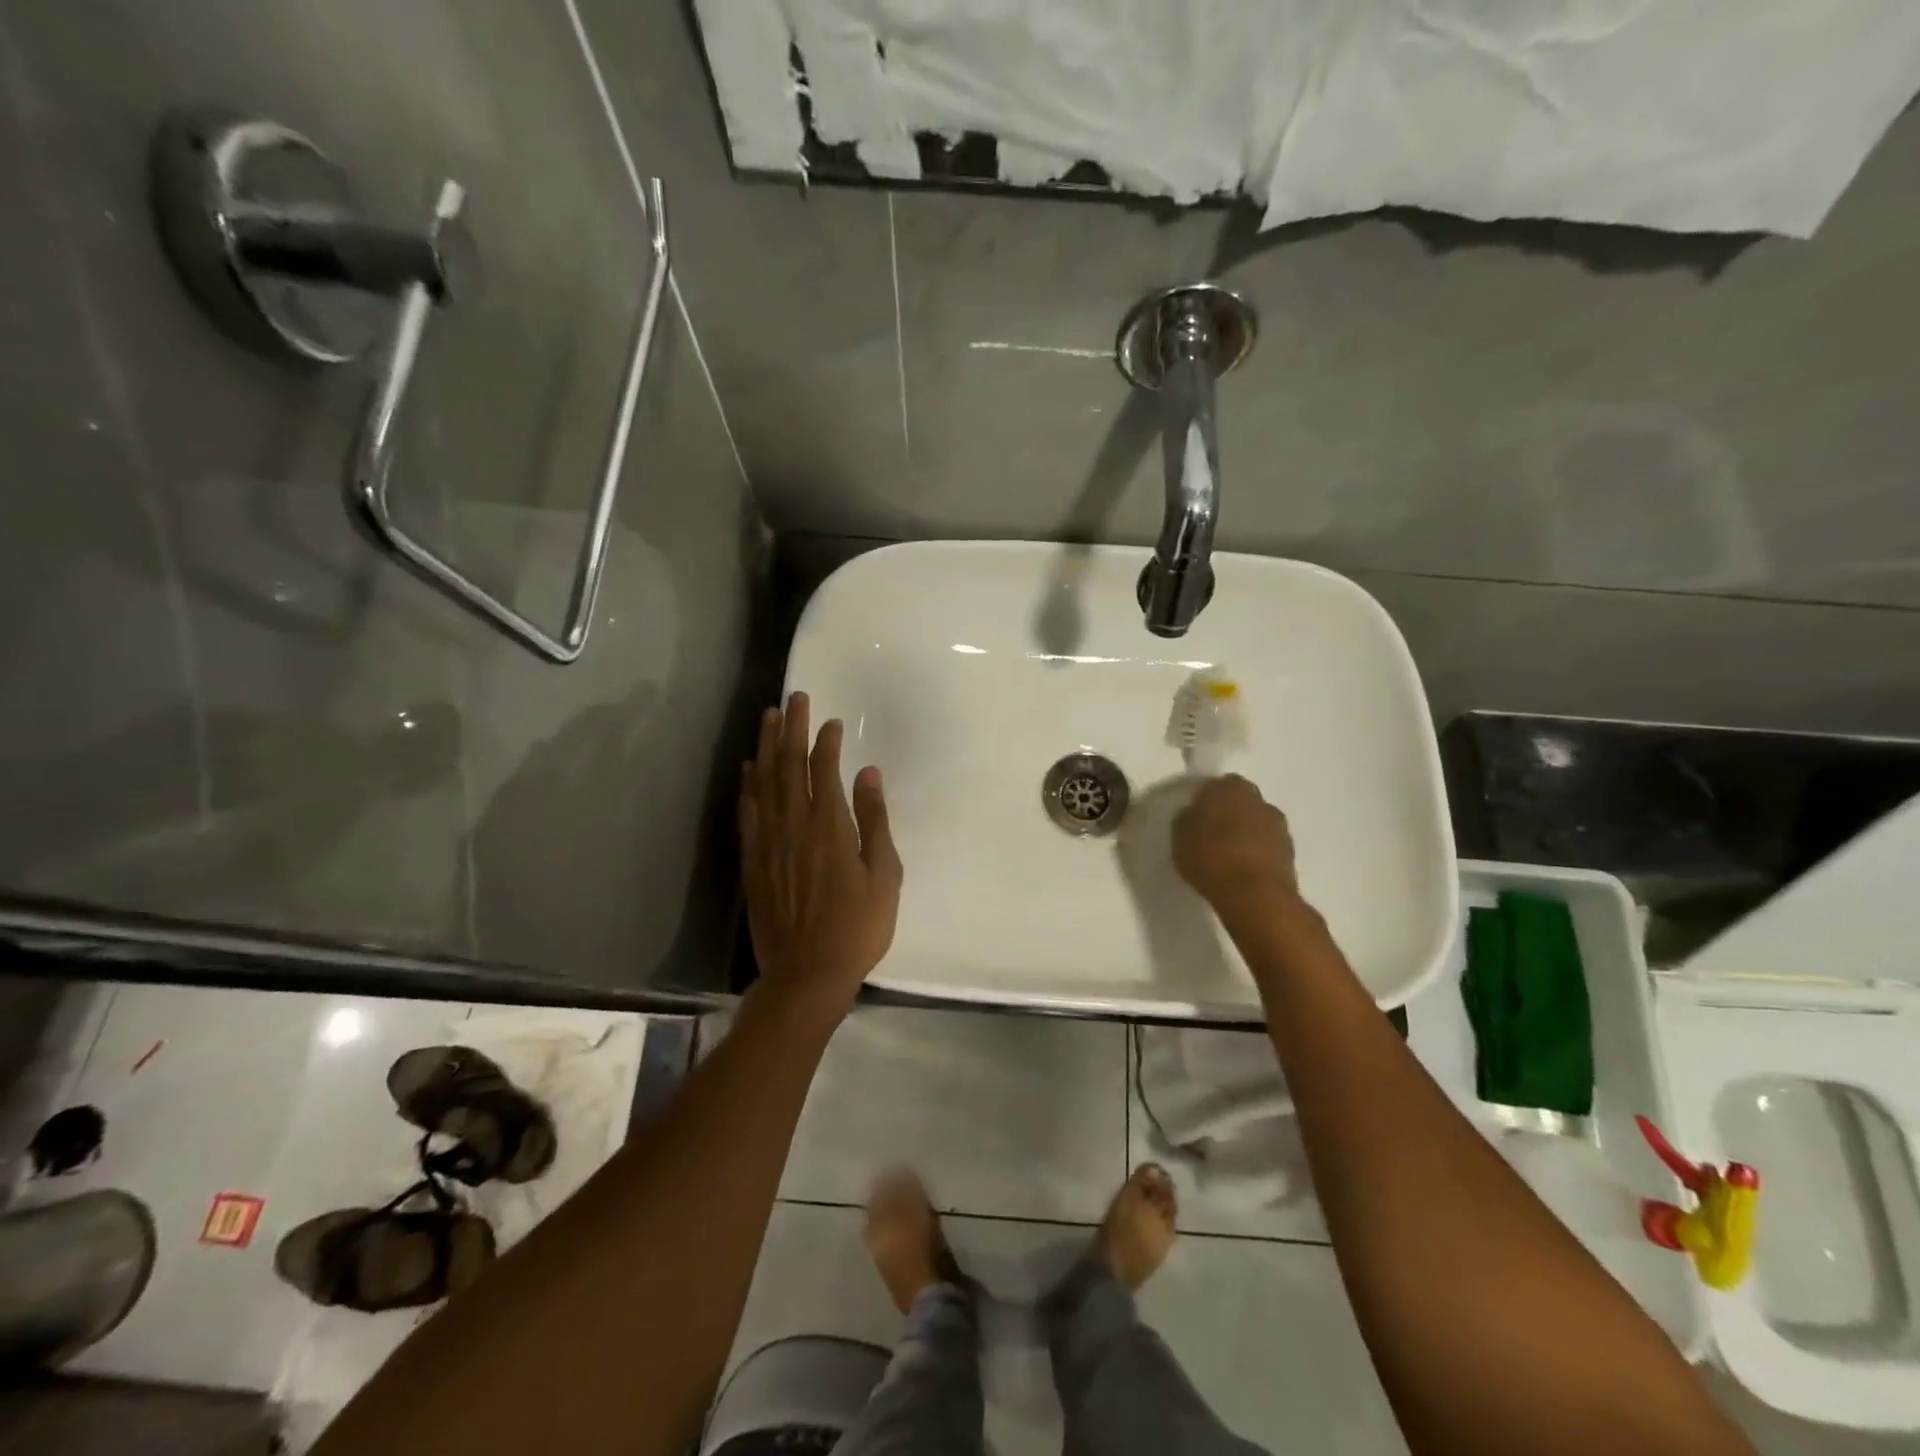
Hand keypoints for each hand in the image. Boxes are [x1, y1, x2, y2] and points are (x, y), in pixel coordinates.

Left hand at [740, 692, 902, 1020]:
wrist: (806, 974)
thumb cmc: (857, 927)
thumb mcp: (884, 875)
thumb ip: (875, 821)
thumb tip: (868, 775)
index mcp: (829, 826)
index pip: (823, 769)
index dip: (826, 741)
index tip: (832, 721)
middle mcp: (794, 825)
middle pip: (788, 765)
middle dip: (792, 728)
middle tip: (793, 698)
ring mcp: (768, 842)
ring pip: (764, 782)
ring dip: (766, 746)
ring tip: (769, 718)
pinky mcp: (753, 861)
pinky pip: (747, 812)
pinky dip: (747, 785)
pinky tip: (749, 768)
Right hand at [1172, 774, 1300, 914]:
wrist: (1254, 895)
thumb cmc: (1210, 857)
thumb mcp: (1179, 835)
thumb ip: (1188, 817)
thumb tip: (1195, 813)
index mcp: (1230, 788)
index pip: (1217, 785)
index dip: (1206, 800)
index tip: (1196, 816)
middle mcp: (1259, 799)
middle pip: (1240, 801)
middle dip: (1228, 813)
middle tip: (1211, 834)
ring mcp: (1278, 825)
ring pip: (1256, 822)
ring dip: (1245, 833)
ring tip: (1228, 855)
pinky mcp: (1290, 852)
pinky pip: (1266, 845)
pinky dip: (1257, 852)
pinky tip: (1243, 869)